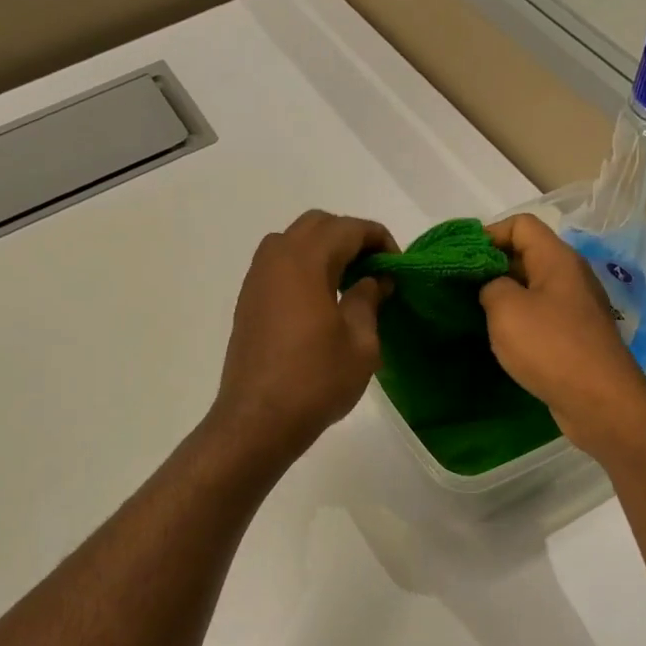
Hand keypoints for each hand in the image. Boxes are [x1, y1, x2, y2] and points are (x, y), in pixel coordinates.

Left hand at [209, 210, 396, 465]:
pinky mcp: (247, 302)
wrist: (257, 420)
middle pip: (316, 225)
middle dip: (349, 237)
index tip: (397, 265)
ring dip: (323, 250)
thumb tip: (374, 279)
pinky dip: (303, 268)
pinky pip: (277, 266)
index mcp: (305, 261)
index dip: (378, 238)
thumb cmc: (315, 381)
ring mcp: (256, 280)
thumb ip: (368, 300)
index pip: (347, 228)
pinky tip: (320, 300)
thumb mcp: (360, 343)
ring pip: (292, 241)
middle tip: (374, 268)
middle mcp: (275, 259)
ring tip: (348, 282)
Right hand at [480, 214, 645, 460]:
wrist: (599, 401)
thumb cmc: (550, 347)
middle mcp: (570, 276)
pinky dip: (518, 320)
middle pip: (526, 254)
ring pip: (532, 287)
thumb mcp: (506, 309)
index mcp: (557, 259)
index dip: (488, 234)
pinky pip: (540, 315)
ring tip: (473, 312)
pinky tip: (499, 337)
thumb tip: (492, 287)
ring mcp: (575, 308)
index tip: (461, 259)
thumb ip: (490, 285)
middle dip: (491, 265)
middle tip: (459, 286)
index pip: (521, 224)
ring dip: (502, 295)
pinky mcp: (575, 336)